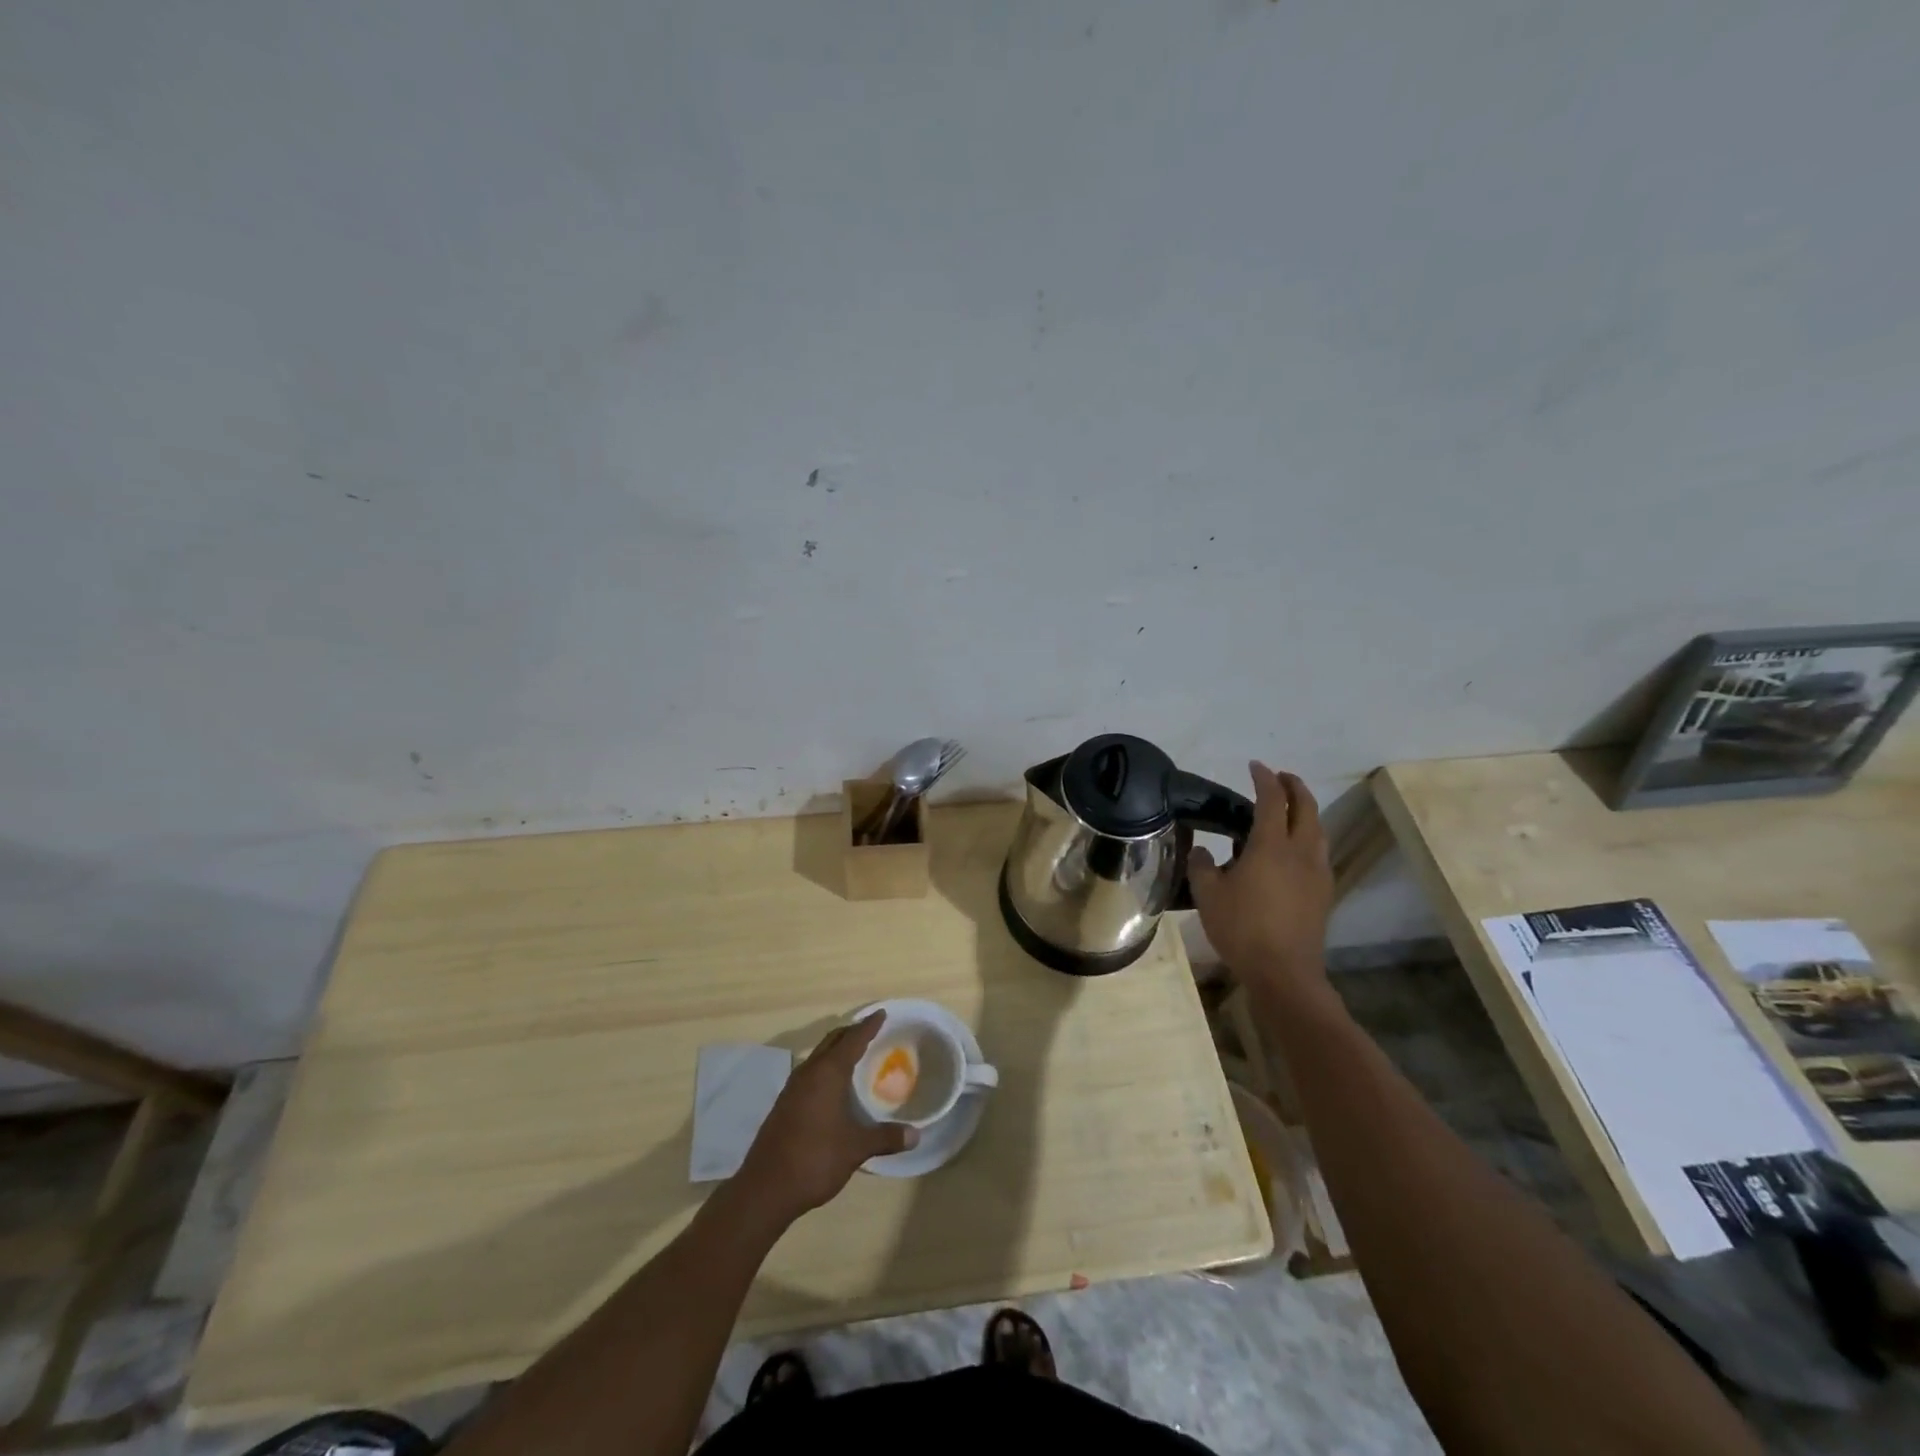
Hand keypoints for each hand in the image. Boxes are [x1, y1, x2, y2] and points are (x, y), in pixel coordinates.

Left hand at [734, 1012, 917, 1224]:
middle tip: (871, 1029)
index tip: (881, 1013)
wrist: (765, 1188)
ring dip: (836, 1050)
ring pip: (819, 1056)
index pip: (852, 1040)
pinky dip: (825, 1068)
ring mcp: (792, 1088)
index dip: (868, 1026)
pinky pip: (810, 1072)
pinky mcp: (784, 1104)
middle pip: (832, 1041)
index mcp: (828, 1073)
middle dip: (851, 1032)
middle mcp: (809, 1072)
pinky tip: (833, 1086)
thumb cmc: (815, 1159)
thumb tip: (917, 1135)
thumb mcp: (856, 1148)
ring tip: (854, 1054)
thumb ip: (886, 1138)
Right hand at [1188, 762, 1334, 1000]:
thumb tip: (1202, 850)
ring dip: (1305, 811)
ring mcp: (1318, 872)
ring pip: (1318, 829)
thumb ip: (1202, 866)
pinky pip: (1318, 851)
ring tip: (1289, 810)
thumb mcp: (1207, 894)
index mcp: (1272, 845)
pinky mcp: (1324, 892)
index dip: (1264, 779)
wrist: (1284, 972)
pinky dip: (1308, 836)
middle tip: (1279, 778)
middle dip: (1294, 787)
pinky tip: (1293, 850)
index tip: (1255, 766)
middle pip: (1306, 808)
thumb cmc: (1242, 928)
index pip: (1272, 800)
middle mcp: (1301, 851)